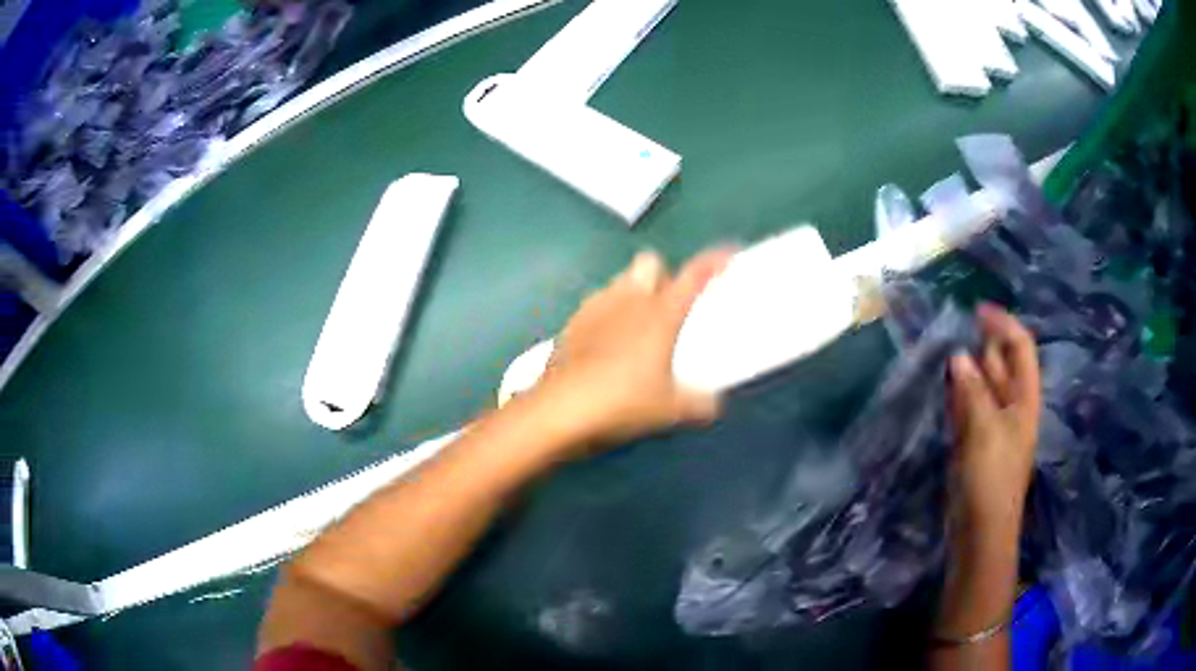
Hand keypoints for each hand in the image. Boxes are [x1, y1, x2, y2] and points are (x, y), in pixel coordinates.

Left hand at [531, 249, 732, 450]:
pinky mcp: (571, 322)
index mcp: (662, 312)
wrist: (562, 408)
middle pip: (650, 262)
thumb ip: (699, 403)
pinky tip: (605, 342)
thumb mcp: (671, 409)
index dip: (714, 260)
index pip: (695, 275)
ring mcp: (596, 307)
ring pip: (620, 281)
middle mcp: (630, 298)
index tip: (727, 254)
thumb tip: (712, 403)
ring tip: (637, 324)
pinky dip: (605, 315)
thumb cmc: (624, 400)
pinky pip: (595, 305)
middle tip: (669, 306)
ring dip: (632, 292)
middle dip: (662, 275)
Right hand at [948, 304, 1040, 532]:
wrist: (980, 532)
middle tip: (954, 329)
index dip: (1003, 325)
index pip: (1020, 348)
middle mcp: (1012, 407)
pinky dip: (958, 393)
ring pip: (983, 386)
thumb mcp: (984, 429)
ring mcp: (993, 426)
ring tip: (944, 352)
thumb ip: (972, 390)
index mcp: (1024, 399)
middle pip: (1002, 365)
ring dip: (968, 369)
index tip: (977, 310)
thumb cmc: (990, 478)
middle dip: (983, 344)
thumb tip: (958, 356)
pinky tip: (945, 386)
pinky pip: (969, 408)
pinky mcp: (975, 444)